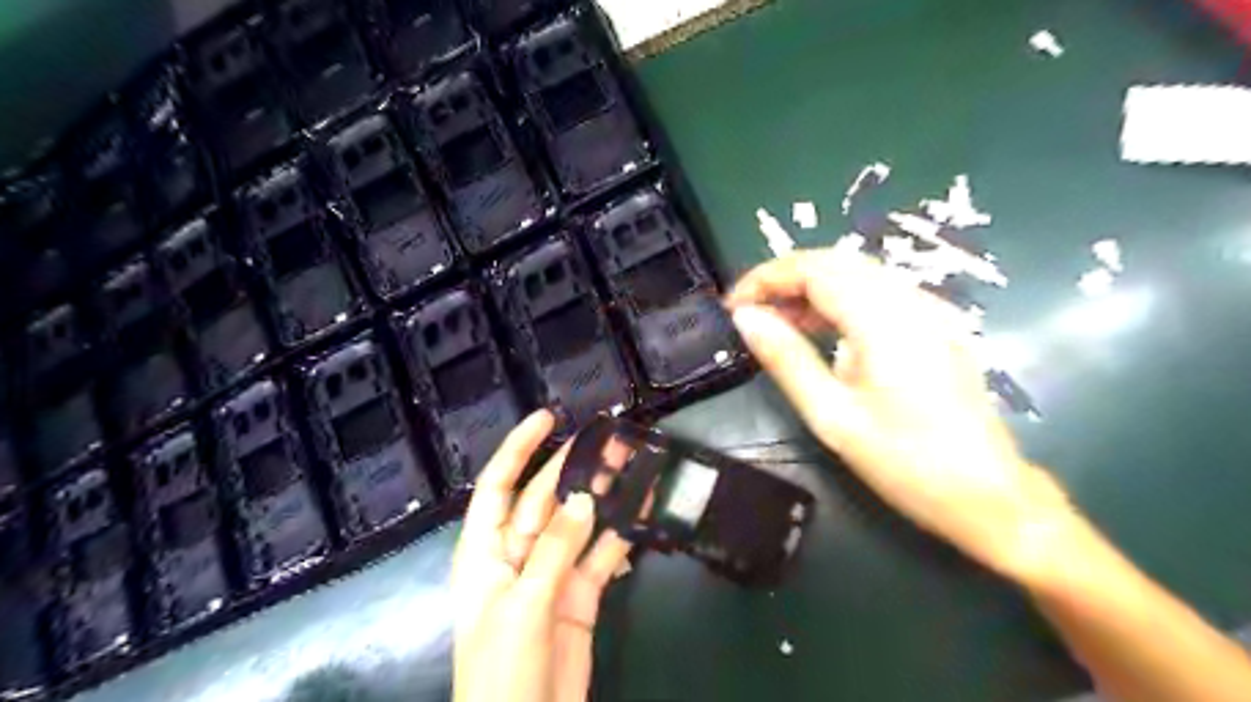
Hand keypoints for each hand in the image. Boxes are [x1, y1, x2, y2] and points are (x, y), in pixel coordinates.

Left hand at [452, 408, 634, 701]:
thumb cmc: (502, 669)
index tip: (547, 418)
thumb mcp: (522, 605)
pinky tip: (642, 513)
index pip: (498, 486)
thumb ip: (554, 550)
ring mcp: (551, 573)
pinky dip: (621, 535)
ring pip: (579, 523)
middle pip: (546, 499)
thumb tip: (584, 498)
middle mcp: (517, 554)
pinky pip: (601, 555)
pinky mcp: (580, 595)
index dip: (519, 449)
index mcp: (486, 551)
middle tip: (611, 439)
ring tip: (632, 464)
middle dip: (575, 467)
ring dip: (603, 495)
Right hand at [730, 247, 1070, 581]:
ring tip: (776, 322)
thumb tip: (745, 318)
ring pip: (857, 274)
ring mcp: (930, 310)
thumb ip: (786, 359)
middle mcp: (912, 301)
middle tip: (749, 313)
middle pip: (836, 262)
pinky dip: (838, 300)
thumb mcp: (831, 415)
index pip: (815, 269)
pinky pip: (877, 293)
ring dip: (810, 288)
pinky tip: (819, 329)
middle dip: (785, 278)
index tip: (733, 305)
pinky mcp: (936, 324)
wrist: (988, 495)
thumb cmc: (904, 462)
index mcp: (885, 321)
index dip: (767, 277)